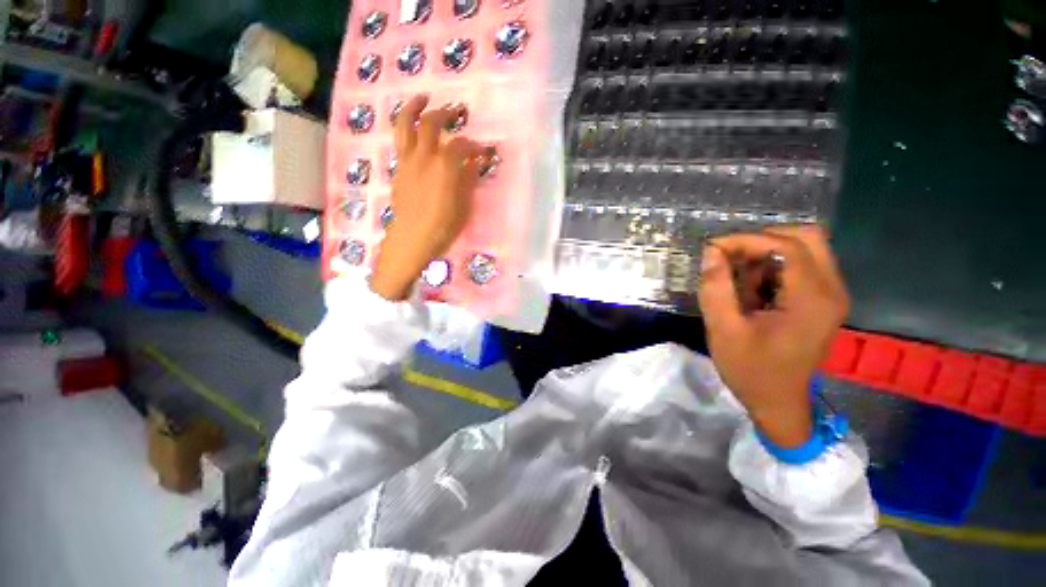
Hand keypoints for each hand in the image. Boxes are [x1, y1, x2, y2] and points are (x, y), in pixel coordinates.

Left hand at [371, 96, 487, 300]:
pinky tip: (415, 132)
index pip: (461, 146)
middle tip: (456, 110)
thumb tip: (476, 163)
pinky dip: (407, 130)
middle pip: (432, 124)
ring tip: (422, 98)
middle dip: (445, 113)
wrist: (412, 238)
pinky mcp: (398, 169)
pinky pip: (400, 141)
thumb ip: (469, 180)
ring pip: (406, 124)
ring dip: (414, 108)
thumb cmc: (442, 226)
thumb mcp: (463, 206)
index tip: (482, 151)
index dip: (474, 146)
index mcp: (444, 167)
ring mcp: (407, 161)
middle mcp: (424, 157)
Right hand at [698, 226, 849, 446]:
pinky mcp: (824, 302)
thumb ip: (716, 288)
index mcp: (812, 299)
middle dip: (762, 241)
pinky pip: (802, 267)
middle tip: (730, 257)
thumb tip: (711, 252)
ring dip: (767, 256)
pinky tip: (754, 291)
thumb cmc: (751, 371)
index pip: (786, 246)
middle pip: (807, 238)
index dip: (747, 240)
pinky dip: (774, 269)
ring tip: (739, 280)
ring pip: (805, 250)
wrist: (779, 404)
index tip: (713, 248)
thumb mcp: (723, 329)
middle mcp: (831, 290)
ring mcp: (831, 296)